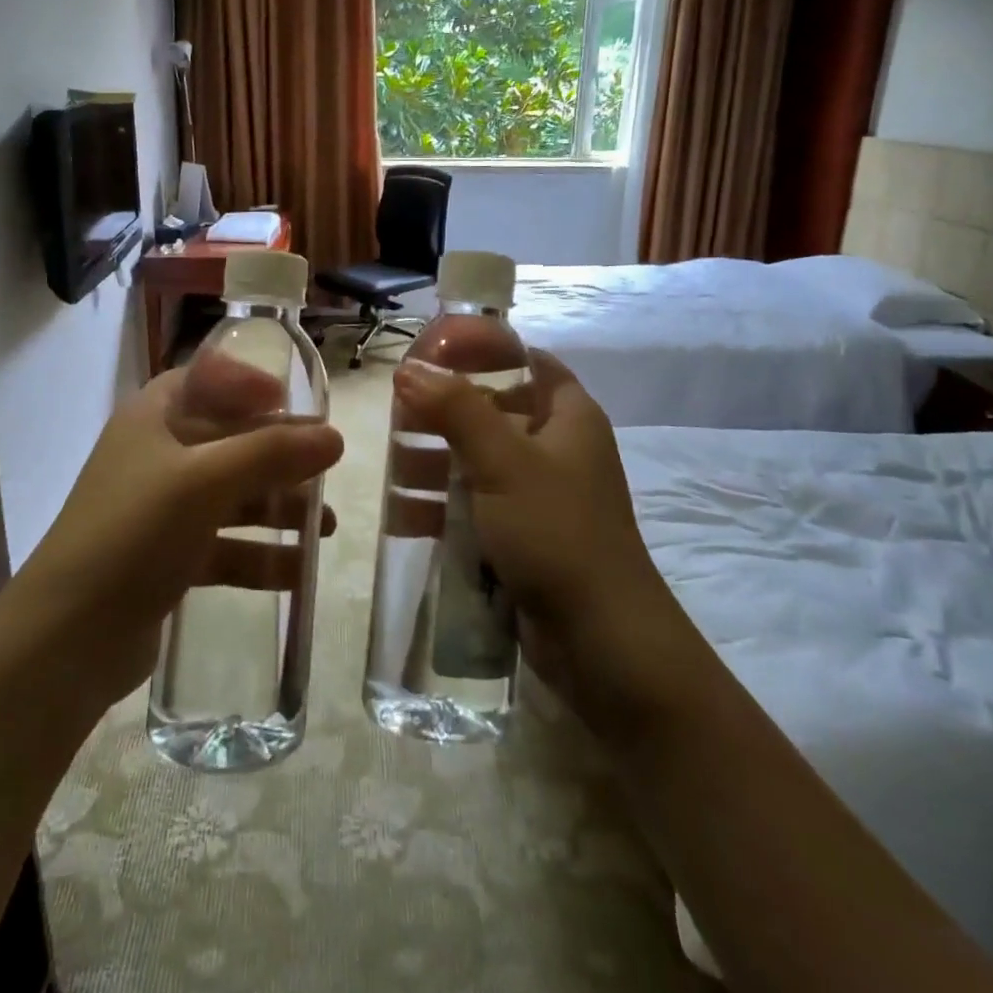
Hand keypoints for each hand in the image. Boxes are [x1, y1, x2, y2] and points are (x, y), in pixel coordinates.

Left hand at [21, 352, 342, 707]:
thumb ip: (272, 453)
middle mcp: (156, 456)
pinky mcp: (167, 560)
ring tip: (327, 527)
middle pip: (229, 440)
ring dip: (278, 508)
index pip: (205, 380)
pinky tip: (299, 572)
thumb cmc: (134, 531)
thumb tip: (335, 436)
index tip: (293, 401)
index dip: (249, 384)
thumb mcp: (205, 480)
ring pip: (231, 497)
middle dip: (280, 455)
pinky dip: (260, 555)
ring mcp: (161, 511)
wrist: (67, 638)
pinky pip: (225, 546)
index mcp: (153, 417)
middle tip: (328, 468)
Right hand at [392, 351, 698, 738]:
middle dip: (446, 415)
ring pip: (481, 463)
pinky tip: (404, 517)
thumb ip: (455, 409)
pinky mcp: (526, 537)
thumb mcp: (502, 461)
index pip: (528, 362)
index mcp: (568, 417)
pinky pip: (479, 507)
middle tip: (398, 416)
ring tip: (391, 471)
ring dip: (438, 465)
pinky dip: (446, 507)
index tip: (434, 354)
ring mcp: (542, 497)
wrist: (601, 639)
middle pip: (495, 413)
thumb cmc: (556, 531)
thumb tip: (408, 367)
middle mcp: (559, 450)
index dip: (485, 352)